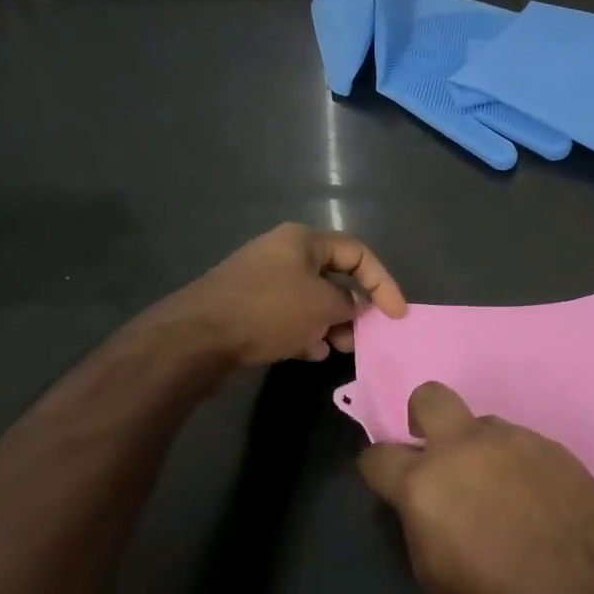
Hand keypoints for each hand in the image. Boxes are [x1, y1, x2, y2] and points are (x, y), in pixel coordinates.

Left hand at [165, 223, 405, 368]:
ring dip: (331, 323)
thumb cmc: (268, 311)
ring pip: (312, 300)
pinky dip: (305, 331)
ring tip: (340, 346)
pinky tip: (312, 352)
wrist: (196, 338)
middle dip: (354, 308)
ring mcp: (263, 281)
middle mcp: (283, 254)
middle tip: (365, 334)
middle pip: (334, 277)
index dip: (383, 282)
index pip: (357, 253)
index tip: (396, 315)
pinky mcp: (248, 307)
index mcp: (302, 240)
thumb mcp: (322, 306)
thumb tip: (355, 309)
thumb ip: (350, 305)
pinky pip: (289, 316)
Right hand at [358, 382, 593, 593]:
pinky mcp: (549, 442)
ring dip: (476, 449)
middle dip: (421, 417)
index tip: (386, 483)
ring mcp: (511, 438)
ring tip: (499, 493)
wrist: (592, 590)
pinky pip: (516, 442)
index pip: (378, 456)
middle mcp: (464, 446)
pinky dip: (513, 463)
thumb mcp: (436, 576)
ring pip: (479, 424)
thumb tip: (424, 501)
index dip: (376, 469)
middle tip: (435, 454)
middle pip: (429, 397)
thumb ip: (420, 523)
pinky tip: (532, 498)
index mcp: (425, 482)